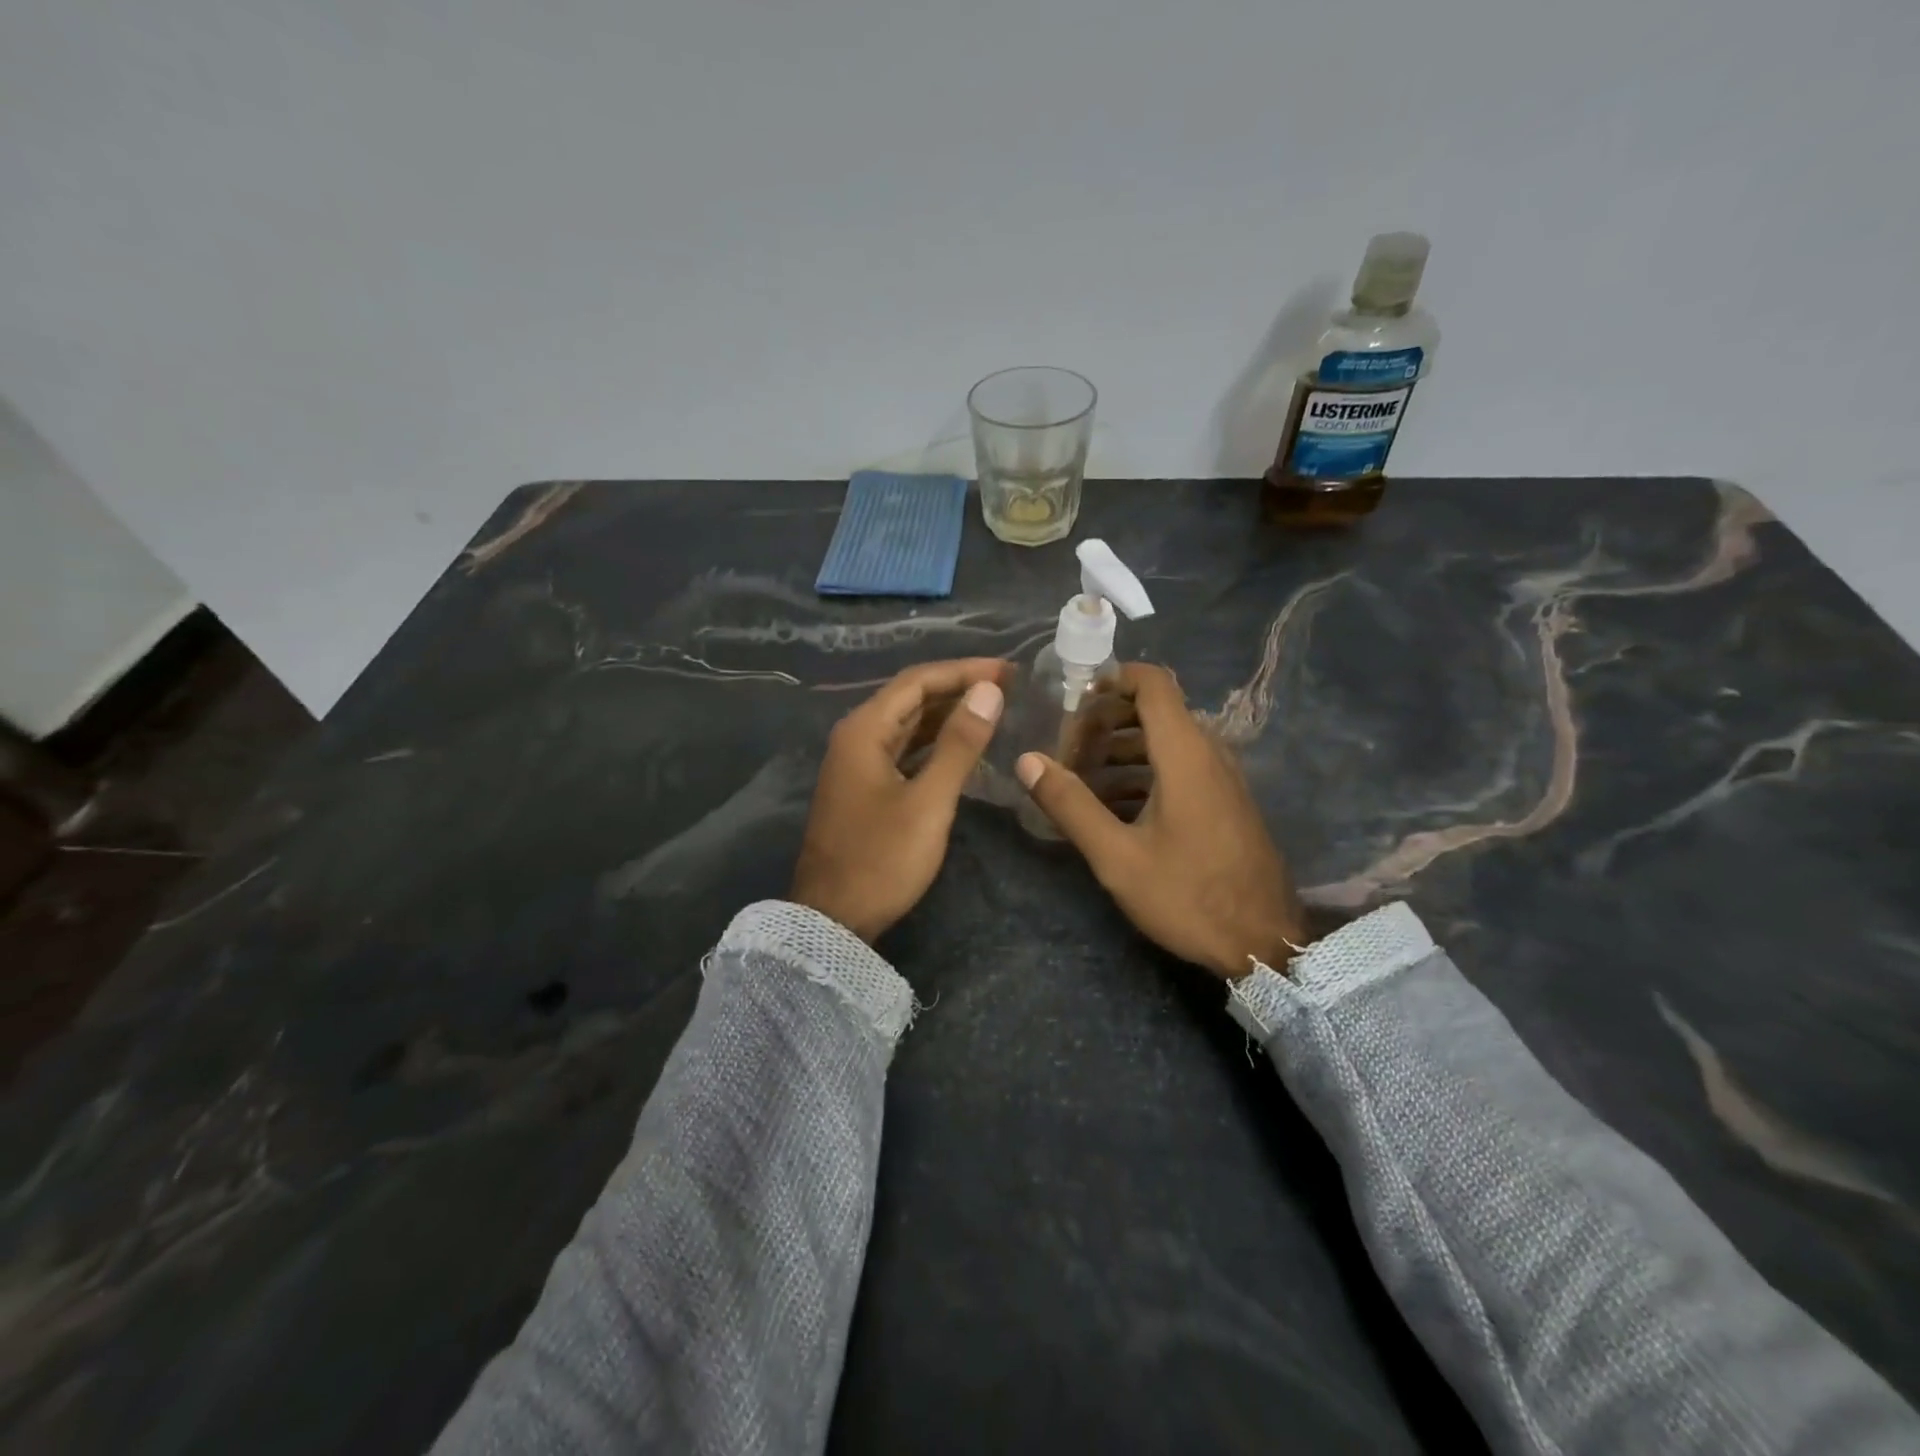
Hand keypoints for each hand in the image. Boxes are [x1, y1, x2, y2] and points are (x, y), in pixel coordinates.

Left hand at [791, 659, 1008, 941]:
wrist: (833, 918)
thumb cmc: (882, 859)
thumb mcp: (928, 802)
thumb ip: (959, 744)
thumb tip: (989, 691)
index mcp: (864, 730)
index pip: (918, 680)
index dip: (965, 670)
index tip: (1009, 671)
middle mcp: (856, 736)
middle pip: (911, 697)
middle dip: (958, 688)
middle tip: (1009, 687)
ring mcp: (857, 763)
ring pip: (908, 724)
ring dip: (948, 714)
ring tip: (993, 709)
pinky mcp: (864, 787)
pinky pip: (904, 749)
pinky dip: (934, 742)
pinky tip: (963, 746)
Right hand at [1015, 663, 1306, 977]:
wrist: (1264, 943)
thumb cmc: (1188, 895)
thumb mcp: (1117, 856)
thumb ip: (1071, 804)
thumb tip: (1027, 760)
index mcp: (1185, 754)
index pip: (1154, 683)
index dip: (1113, 678)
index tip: (1074, 699)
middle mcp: (1208, 753)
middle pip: (1156, 711)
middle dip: (1107, 721)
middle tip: (1067, 747)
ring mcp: (1222, 778)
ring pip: (1167, 741)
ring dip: (1123, 749)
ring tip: (1082, 777)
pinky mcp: (1226, 802)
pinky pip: (1181, 767)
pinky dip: (1145, 772)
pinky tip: (1114, 807)